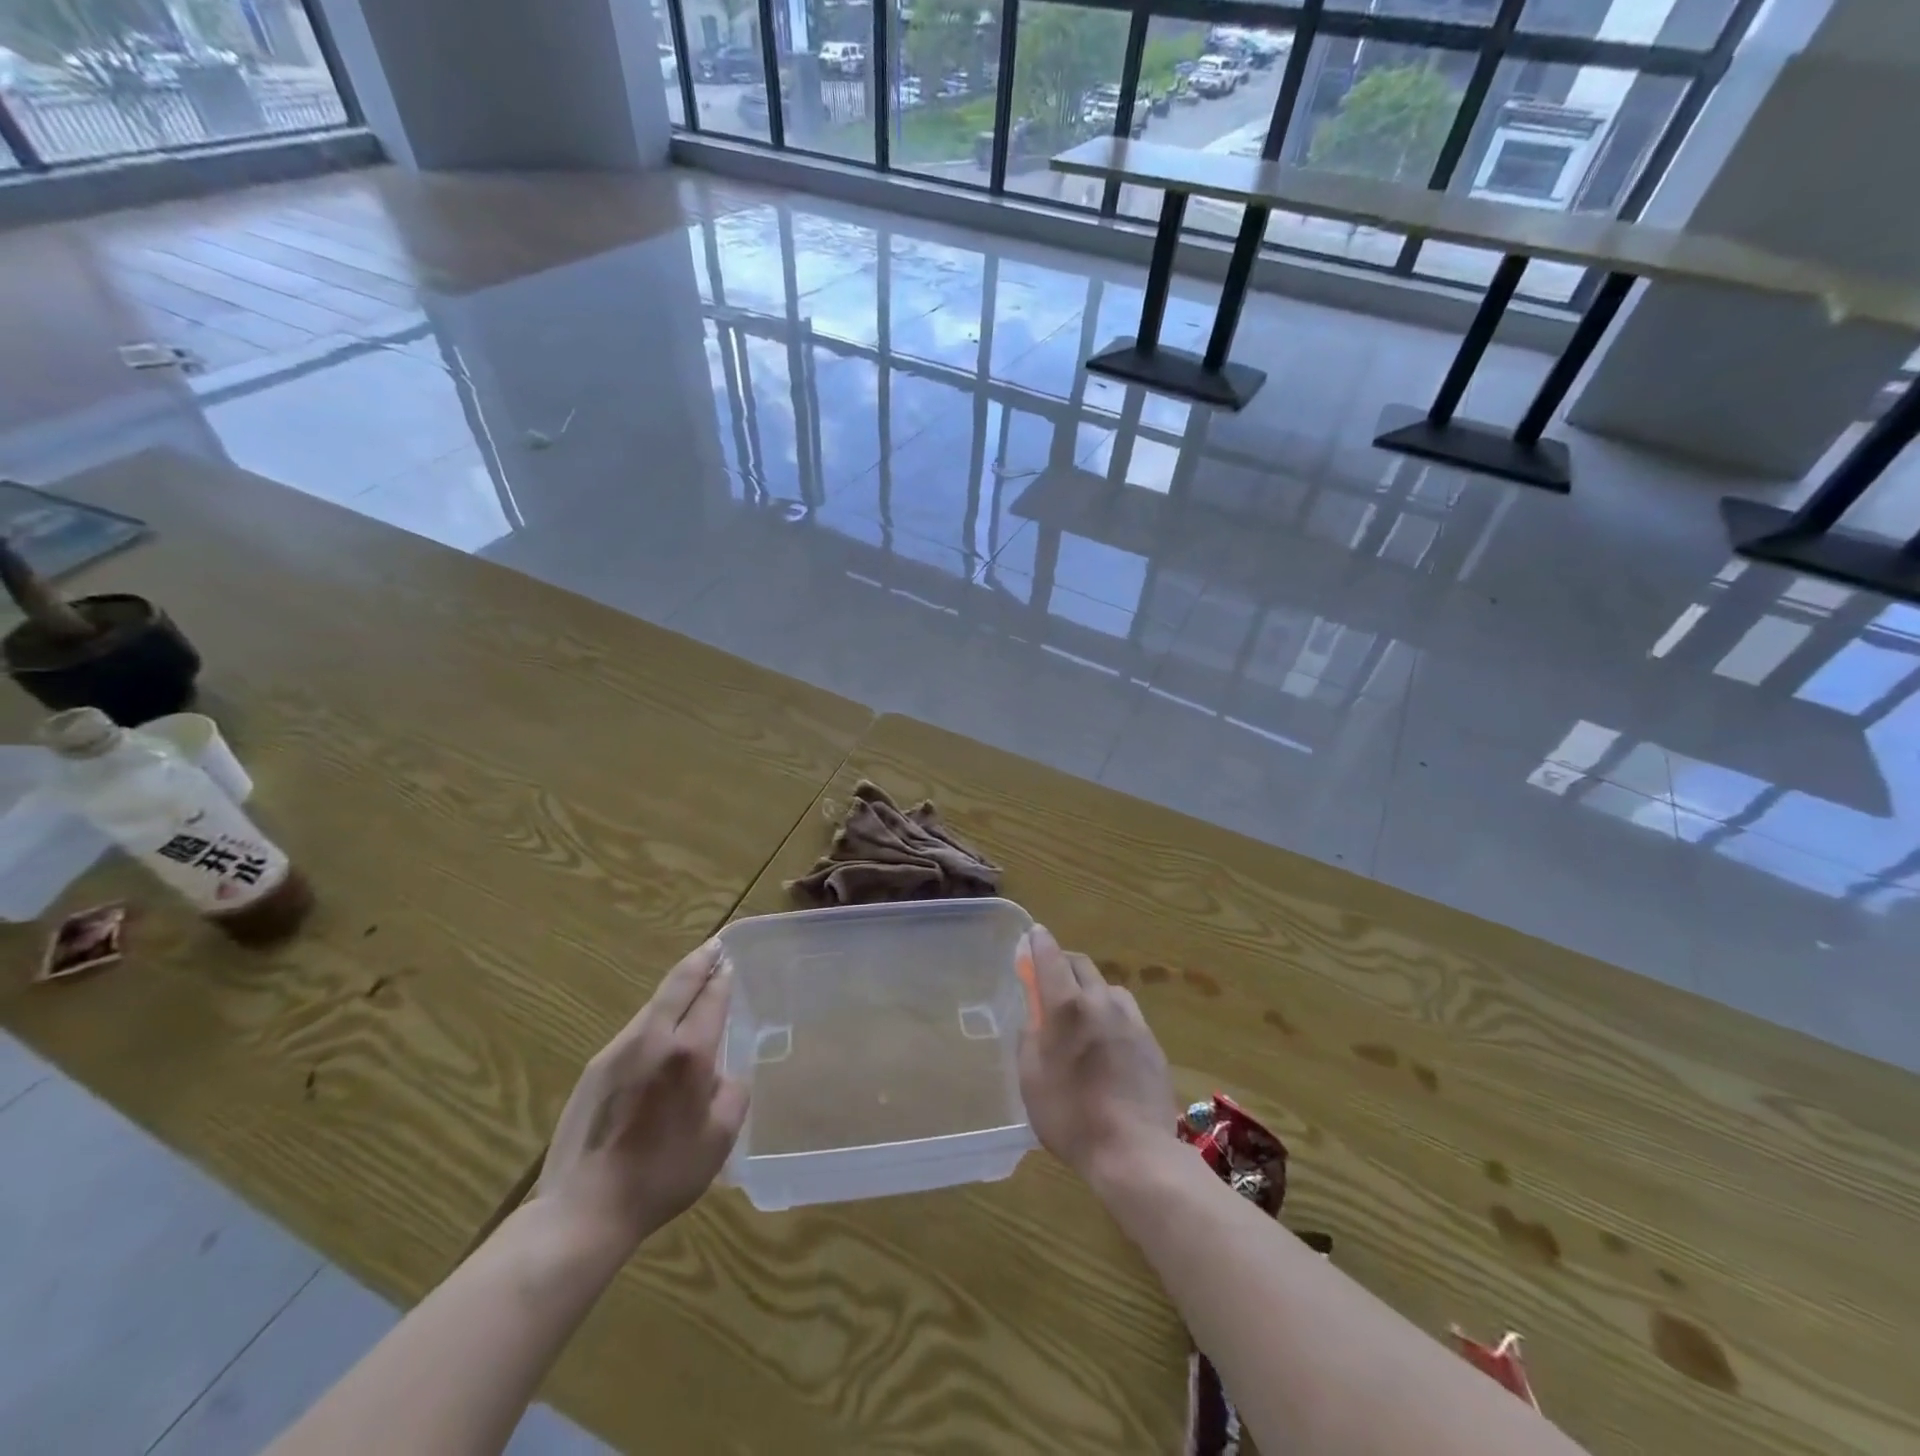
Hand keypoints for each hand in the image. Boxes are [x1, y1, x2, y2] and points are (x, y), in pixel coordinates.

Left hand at [536, 938, 748, 1254]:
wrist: (584, 1209)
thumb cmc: (662, 1175)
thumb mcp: (719, 1139)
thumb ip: (733, 1095)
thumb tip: (725, 1075)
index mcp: (689, 1053)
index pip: (711, 998)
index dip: (722, 977)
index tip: (729, 961)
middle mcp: (653, 1039)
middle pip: (678, 984)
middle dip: (698, 961)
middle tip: (714, 946)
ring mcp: (618, 1051)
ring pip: (653, 1006)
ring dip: (675, 990)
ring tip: (691, 986)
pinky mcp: (595, 1069)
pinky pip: (634, 1031)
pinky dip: (655, 1019)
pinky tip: (660, 1035)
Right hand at [1016, 924, 1175, 1185]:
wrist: (1135, 1152)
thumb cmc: (1071, 1116)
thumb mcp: (1031, 1079)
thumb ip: (1029, 1038)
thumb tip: (1035, 1018)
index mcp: (1067, 1007)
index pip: (1050, 957)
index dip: (1039, 942)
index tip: (1032, 935)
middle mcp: (1101, 1002)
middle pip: (1081, 964)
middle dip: (1063, 961)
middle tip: (1049, 975)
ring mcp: (1131, 1021)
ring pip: (1107, 986)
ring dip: (1090, 987)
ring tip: (1081, 1010)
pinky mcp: (1151, 1042)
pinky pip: (1126, 1012)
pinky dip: (1110, 1012)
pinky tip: (1107, 1039)